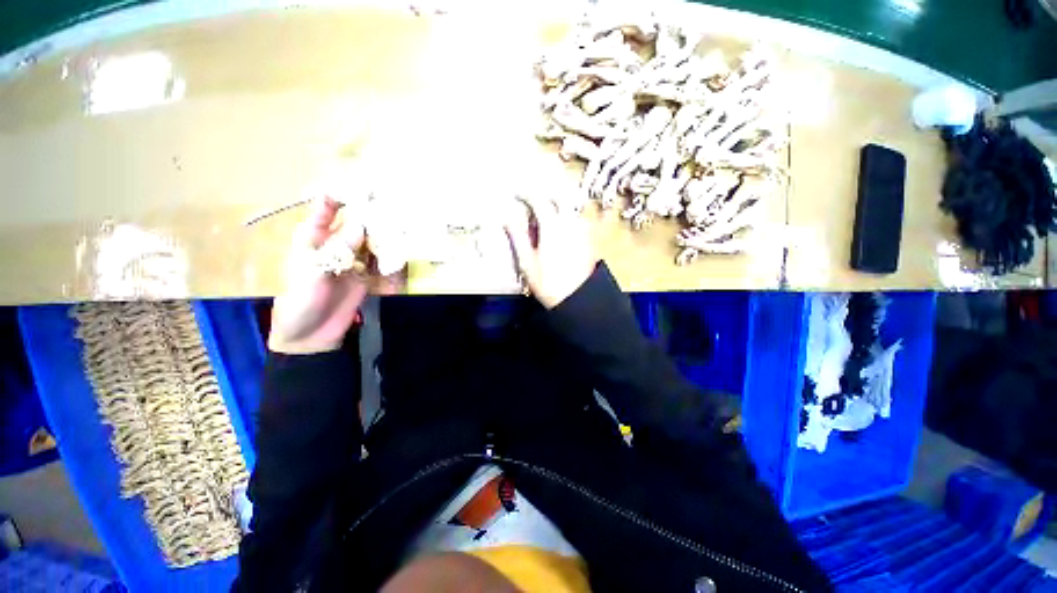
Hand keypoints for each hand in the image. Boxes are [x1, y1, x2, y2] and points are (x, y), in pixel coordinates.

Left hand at [269, 196, 401, 353]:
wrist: (312, 334)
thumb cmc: (301, 301)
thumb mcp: (313, 273)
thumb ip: (336, 249)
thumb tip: (361, 225)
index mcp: (314, 237)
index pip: (328, 208)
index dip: (343, 194)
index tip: (365, 185)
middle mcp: (336, 243)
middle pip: (357, 222)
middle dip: (374, 214)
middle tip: (397, 205)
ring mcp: (353, 259)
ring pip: (372, 240)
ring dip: (386, 234)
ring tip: (406, 225)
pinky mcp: (367, 274)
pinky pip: (380, 260)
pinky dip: (391, 256)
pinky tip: (403, 250)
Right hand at [504, 197, 597, 308]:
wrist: (577, 298)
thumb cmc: (548, 282)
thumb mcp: (527, 261)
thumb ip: (517, 236)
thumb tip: (508, 217)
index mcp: (553, 226)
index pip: (539, 200)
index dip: (526, 194)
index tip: (517, 195)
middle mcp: (570, 223)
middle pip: (559, 199)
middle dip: (546, 196)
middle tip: (534, 202)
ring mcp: (583, 230)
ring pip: (571, 208)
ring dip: (558, 206)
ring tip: (547, 215)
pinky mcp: (590, 240)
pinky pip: (579, 219)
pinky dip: (568, 217)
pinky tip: (562, 228)